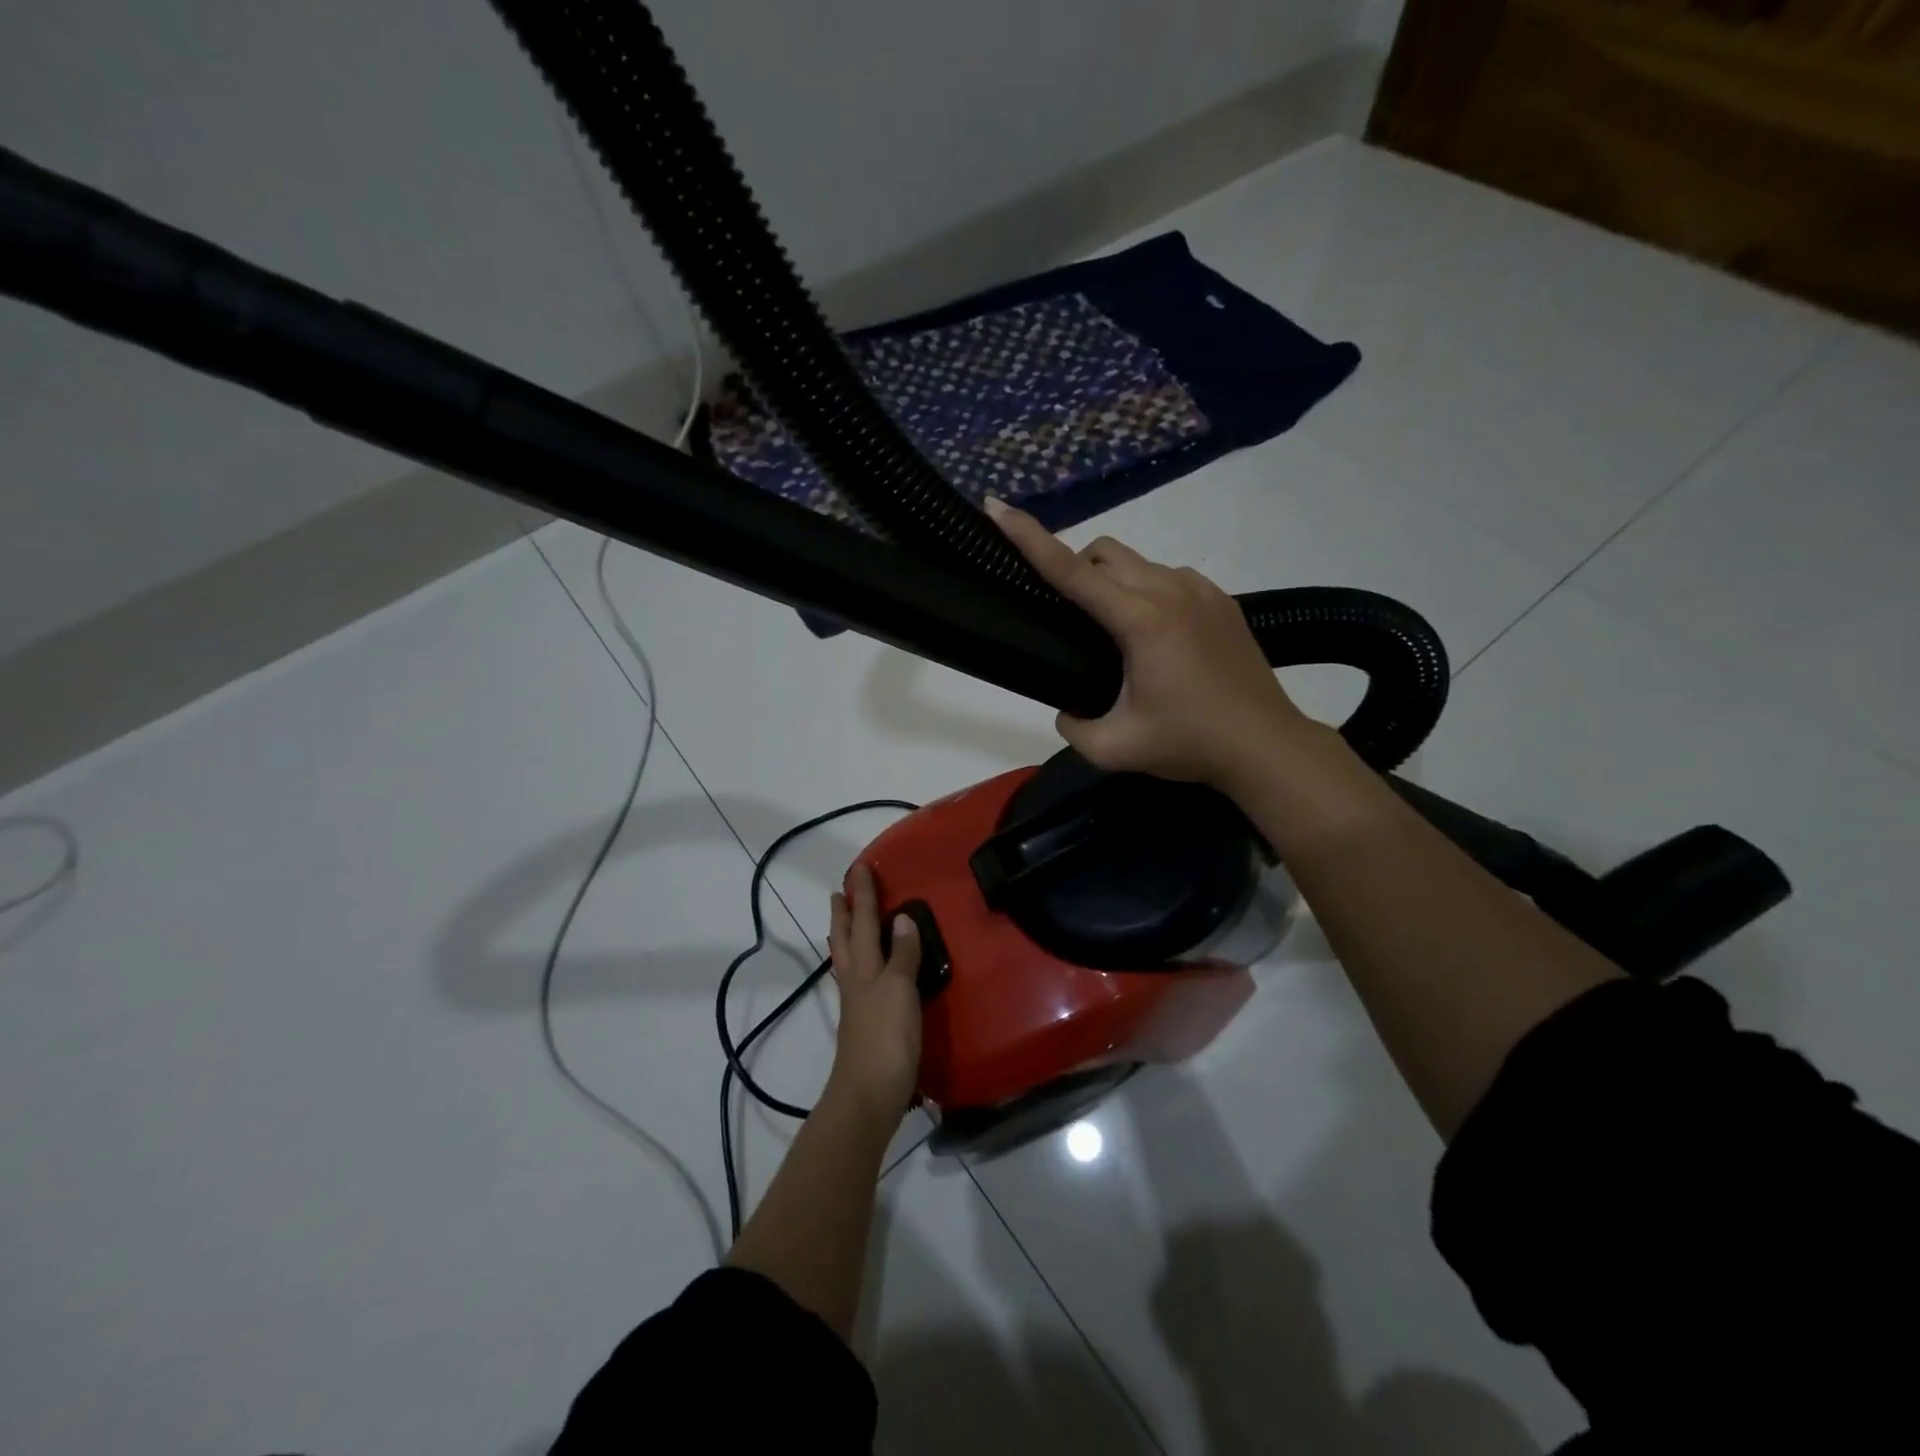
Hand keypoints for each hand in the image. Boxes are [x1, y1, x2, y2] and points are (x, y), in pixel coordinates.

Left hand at [825, 861, 922, 1122]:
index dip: (863, 895)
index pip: (861, 922)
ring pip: (847, 959)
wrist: (868, 1096)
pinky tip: (868, 970)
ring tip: (845, 921)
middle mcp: (855, 980)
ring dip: (845, 935)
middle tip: (840, 892)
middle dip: (843, 914)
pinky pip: (860, 979)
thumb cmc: (886, 1039)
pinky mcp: (864, 1024)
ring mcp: (856, 1004)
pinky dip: (860, 962)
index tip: (859, 868)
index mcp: (863, 967)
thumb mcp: (899, 990)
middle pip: (844, 939)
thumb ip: (902, 955)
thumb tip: (901, 918)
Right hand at [985, 497, 1314, 789]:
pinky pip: (1167, 577)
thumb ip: (1073, 727)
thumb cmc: (1190, 744)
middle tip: (1069, 615)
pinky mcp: (1220, 599)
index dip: (1029, 537)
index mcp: (1140, 620)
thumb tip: (1067, 710)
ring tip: (1116, 634)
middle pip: (1104, 552)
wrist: (1265, 745)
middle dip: (1076, 567)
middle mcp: (1169, 590)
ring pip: (1137, 563)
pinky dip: (1146, 592)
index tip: (997, 507)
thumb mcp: (1115, 749)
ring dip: (1113, 582)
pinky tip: (1156, 636)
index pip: (1071, 571)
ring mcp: (1199, 590)